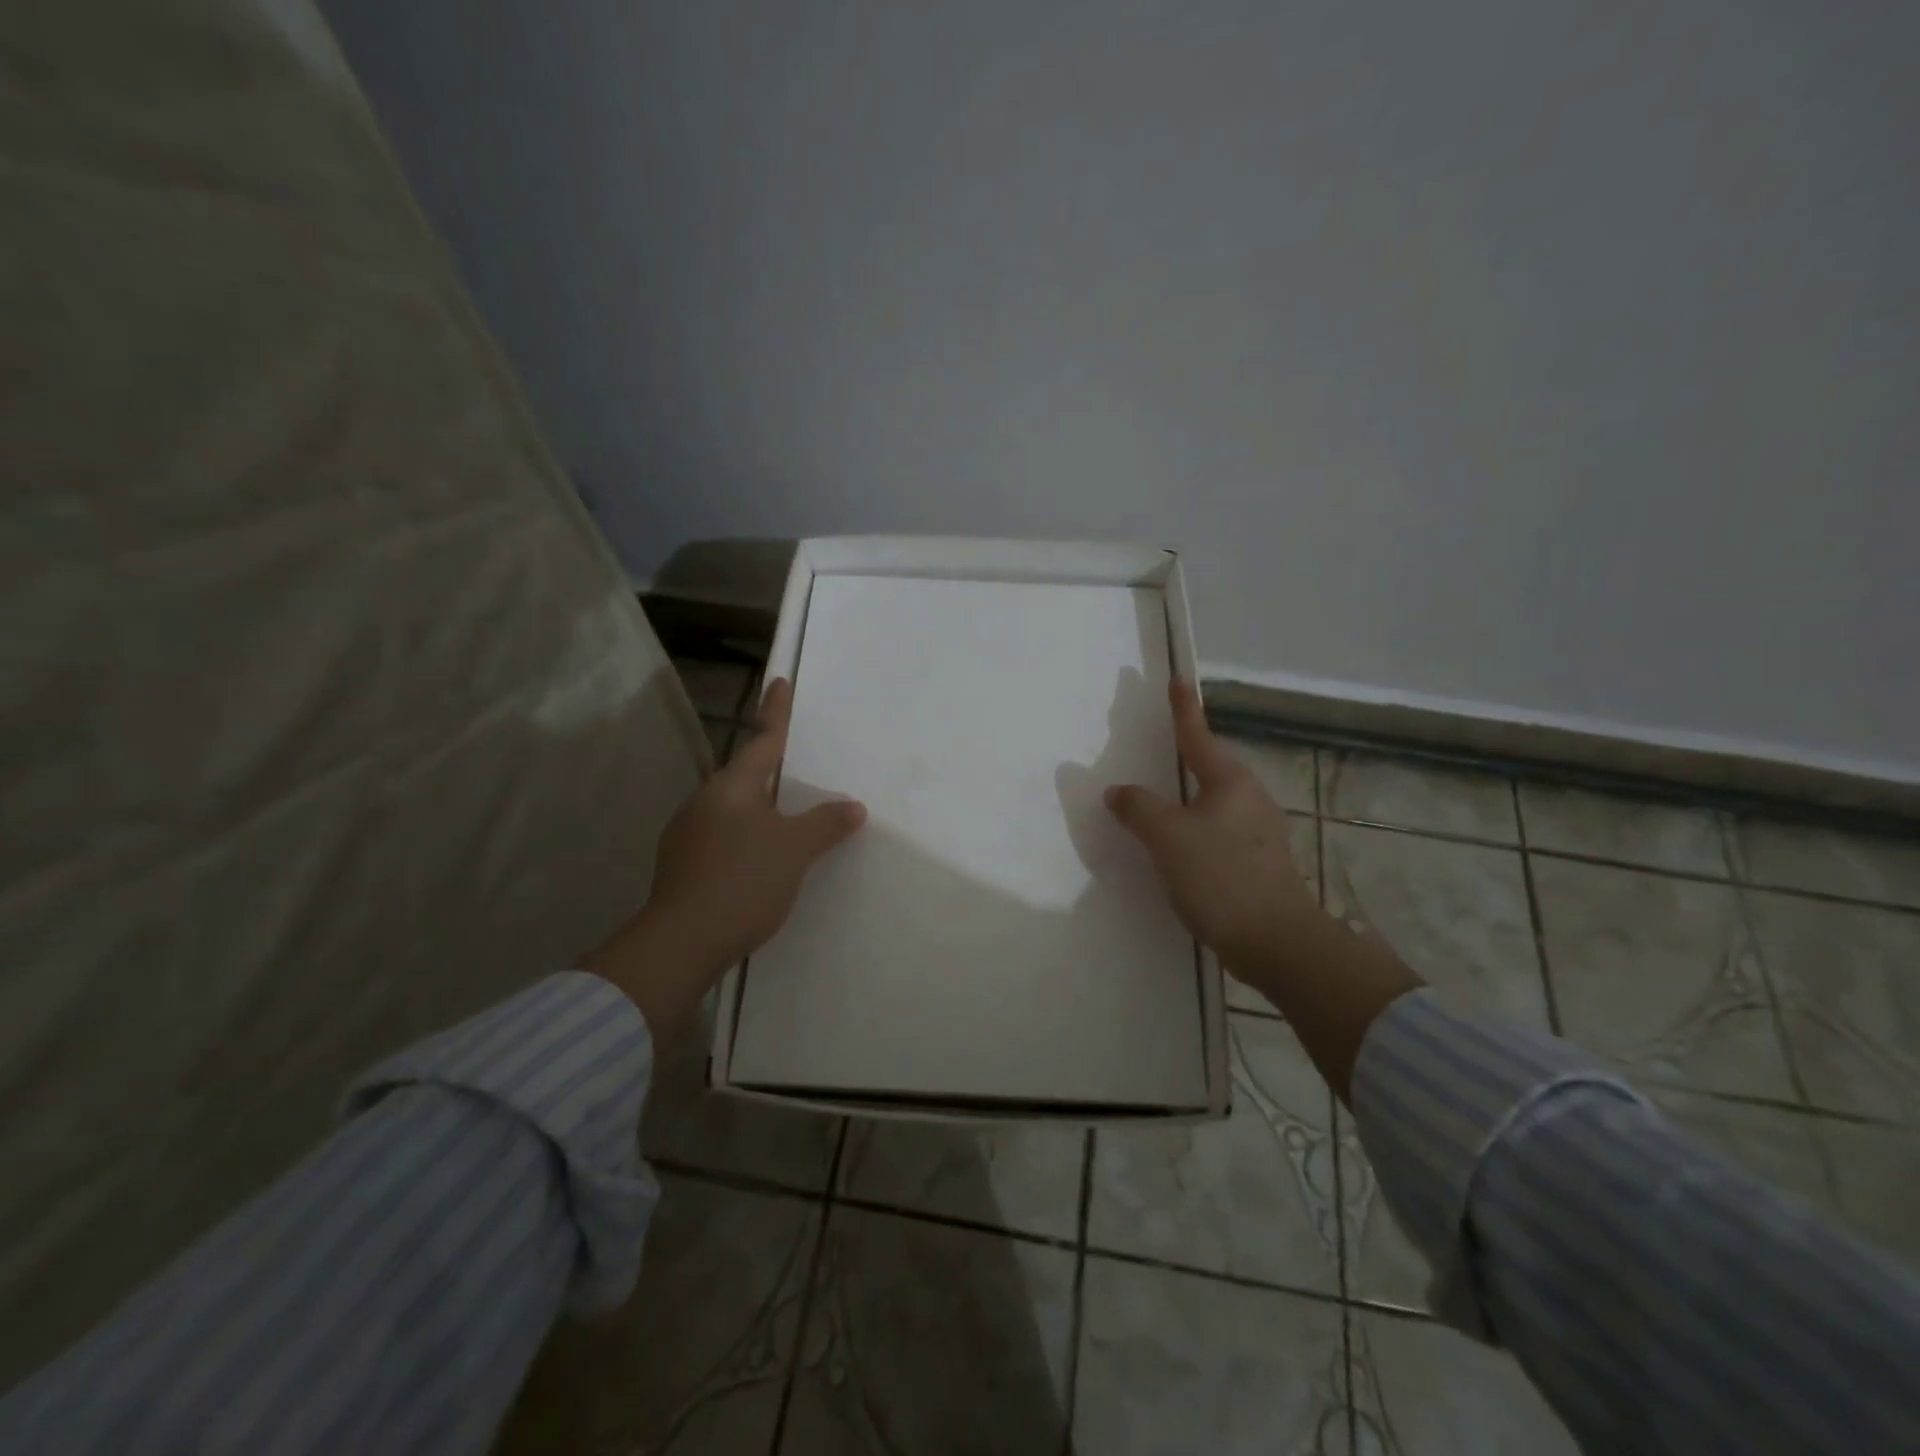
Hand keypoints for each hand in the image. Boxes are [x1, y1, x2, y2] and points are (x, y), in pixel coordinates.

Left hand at [585, 677, 866, 1033]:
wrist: (680, 945)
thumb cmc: (742, 882)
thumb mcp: (794, 850)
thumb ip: (825, 824)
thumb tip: (853, 807)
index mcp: (731, 789)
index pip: (761, 741)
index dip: (775, 712)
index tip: (779, 681)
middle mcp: (704, 803)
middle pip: (745, 777)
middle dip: (769, 769)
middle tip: (795, 766)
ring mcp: (687, 835)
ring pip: (733, 810)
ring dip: (758, 810)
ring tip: (785, 821)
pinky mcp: (682, 867)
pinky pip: (723, 838)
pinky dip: (746, 839)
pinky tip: (759, 862)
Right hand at [1104, 680, 1323, 981]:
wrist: (1276, 943)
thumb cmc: (1221, 878)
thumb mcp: (1168, 837)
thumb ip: (1138, 809)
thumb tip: (1119, 791)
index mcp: (1230, 782)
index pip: (1198, 735)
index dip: (1183, 709)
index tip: (1178, 680)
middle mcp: (1250, 799)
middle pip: (1210, 767)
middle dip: (1185, 754)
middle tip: (1158, 744)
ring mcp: (1259, 832)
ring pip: (1213, 802)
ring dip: (1187, 796)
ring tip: (1160, 799)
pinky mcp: (1258, 863)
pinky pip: (1217, 831)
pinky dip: (1193, 827)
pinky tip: (1178, 846)